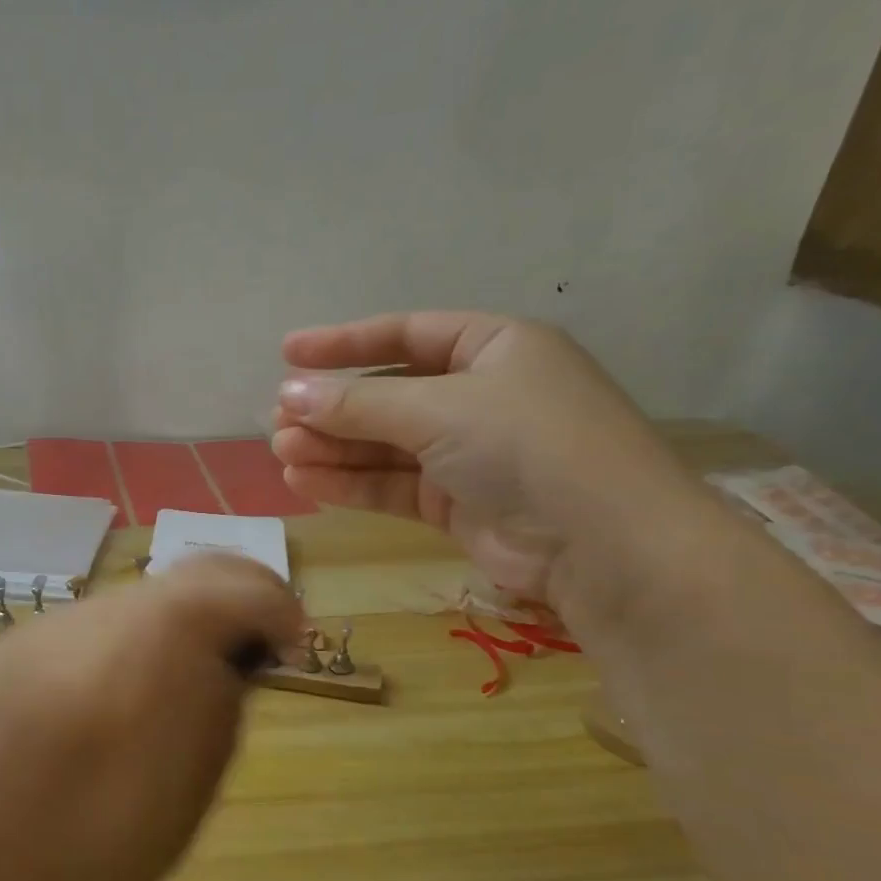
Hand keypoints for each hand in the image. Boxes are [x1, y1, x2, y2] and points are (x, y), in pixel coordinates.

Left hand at [0, 555, 301, 880]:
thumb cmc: (62, 846)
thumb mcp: (172, 808)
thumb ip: (215, 721)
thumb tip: (233, 668)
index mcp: (148, 638)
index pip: (235, 584)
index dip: (277, 605)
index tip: (291, 647)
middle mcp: (101, 611)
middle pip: (189, 577)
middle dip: (235, 605)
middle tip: (252, 659)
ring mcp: (54, 622)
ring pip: (143, 601)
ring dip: (184, 627)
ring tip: (184, 692)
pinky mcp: (20, 642)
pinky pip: (99, 627)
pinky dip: (136, 644)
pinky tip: (117, 705)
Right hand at [272, 311, 696, 603]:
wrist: (601, 545)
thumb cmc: (525, 445)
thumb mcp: (437, 409)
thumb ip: (359, 403)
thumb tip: (289, 393)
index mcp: (493, 348)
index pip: (405, 335)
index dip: (345, 343)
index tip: (288, 353)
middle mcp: (481, 396)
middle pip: (389, 394)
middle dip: (332, 407)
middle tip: (278, 419)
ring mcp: (470, 453)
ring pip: (385, 444)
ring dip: (333, 447)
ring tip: (282, 452)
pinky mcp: (458, 503)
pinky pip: (393, 484)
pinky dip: (351, 483)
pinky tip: (305, 482)